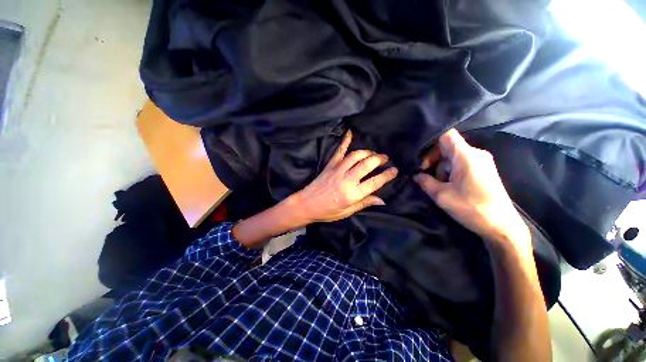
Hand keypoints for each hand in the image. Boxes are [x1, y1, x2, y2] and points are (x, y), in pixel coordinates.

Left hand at [292, 130, 397, 222]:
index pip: (374, 182)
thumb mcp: (347, 212)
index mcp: (352, 194)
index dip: (387, 175)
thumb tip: (382, 200)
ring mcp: (337, 170)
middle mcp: (346, 180)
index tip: (395, 170)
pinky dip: (345, 141)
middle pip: (367, 164)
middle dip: (379, 159)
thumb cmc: (327, 211)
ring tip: (374, 154)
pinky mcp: (330, 165)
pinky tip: (350, 132)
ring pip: (355, 156)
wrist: (306, 204)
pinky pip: (339, 151)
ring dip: (367, 152)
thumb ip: (364, 203)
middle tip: (386, 158)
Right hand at [413, 129, 530, 251]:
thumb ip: (425, 182)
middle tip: (423, 174)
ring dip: (441, 168)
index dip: (430, 141)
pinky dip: (450, 171)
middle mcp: (475, 153)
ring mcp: (481, 162)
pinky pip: (461, 164)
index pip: (446, 135)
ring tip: (437, 185)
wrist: (501, 226)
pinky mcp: (483, 170)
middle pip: (447, 147)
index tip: (418, 155)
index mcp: (466, 155)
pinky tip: (447, 185)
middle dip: (432, 159)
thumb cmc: (471, 208)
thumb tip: (415, 175)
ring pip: (452, 157)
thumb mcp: (441, 195)